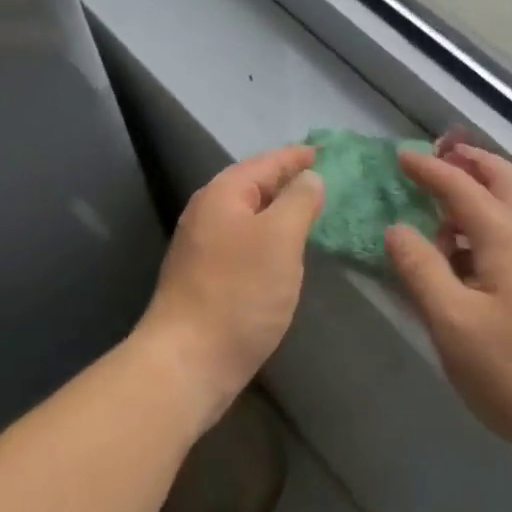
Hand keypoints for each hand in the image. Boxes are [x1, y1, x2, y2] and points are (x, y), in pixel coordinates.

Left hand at [135, 145, 324, 428]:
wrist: (188, 360)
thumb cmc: (239, 292)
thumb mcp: (280, 239)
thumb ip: (298, 202)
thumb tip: (309, 178)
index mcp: (222, 194)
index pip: (265, 162)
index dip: (295, 156)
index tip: (323, 151)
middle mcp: (207, 213)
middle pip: (252, 185)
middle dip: (285, 180)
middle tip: (320, 178)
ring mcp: (202, 246)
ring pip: (247, 215)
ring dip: (276, 209)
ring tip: (307, 209)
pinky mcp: (205, 276)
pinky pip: (243, 241)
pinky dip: (267, 236)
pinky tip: (282, 250)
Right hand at [385, 144, 511, 475]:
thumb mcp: (455, 324)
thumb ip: (422, 271)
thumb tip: (396, 228)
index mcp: (506, 237)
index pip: (461, 187)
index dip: (429, 169)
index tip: (401, 157)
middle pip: (505, 180)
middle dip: (471, 162)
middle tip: (439, 157)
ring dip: (484, 189)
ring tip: (445, 205)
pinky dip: (490, 221)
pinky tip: (468, 255)